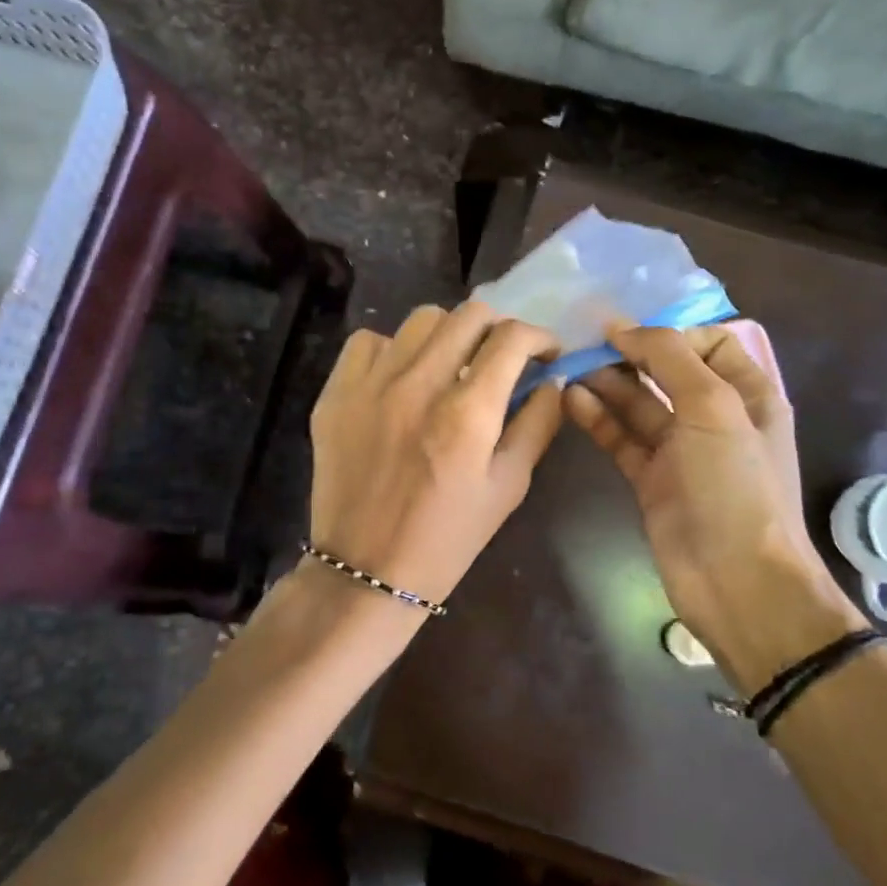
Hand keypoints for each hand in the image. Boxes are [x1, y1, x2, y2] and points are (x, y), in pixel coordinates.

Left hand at [308, 300, 563, 608]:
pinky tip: (401, 378)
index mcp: (467, 414)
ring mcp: (370, 385)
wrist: (365, 570)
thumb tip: (551, 381)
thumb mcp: (507, 488)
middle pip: (468, 315)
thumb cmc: (447, 538)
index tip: (545, 353)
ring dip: (448, 334)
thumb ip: (536, 426)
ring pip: (420, 320)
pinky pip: (368, 342)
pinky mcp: (336, 393)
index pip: (511, 339)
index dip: (539, 337)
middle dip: (498, 328)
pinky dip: (393, 349)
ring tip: (451, 363)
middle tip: (501, 356)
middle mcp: (417, 385)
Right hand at [564, 323, 863, 686]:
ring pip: (639, 405)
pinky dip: (598, 418)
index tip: (627, 334)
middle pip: (667, 371)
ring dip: (607, 384)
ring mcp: (681, 451)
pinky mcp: (652, 479)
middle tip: (583, 343)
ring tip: (568, 367)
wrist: (737, 583)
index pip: (709, 342)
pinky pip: (621, 438)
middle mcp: (715, 417)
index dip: (670, 333)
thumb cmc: (736, 486)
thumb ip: (669, 357)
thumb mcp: (713, 407)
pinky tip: (570, 400)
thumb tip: (623, 328)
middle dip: (629, 355)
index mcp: (747, 394)